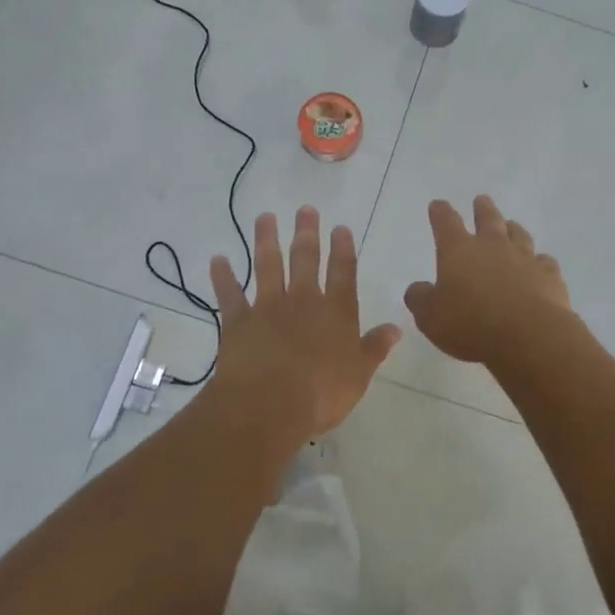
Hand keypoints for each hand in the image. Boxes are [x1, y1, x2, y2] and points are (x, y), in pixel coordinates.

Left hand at [210, 207, 400, 442]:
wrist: (269, 404)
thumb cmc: (321, 394)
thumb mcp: (359, 374)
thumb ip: (374, 348)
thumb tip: (396, 328)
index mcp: (336, 313)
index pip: (343, 273)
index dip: (343, 249)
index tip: (340, 227)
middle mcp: (303, 301)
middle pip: (306, 259)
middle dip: (307, 233)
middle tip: (305, 209)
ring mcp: (268, 307)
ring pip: (268, 266)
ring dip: (266, 240)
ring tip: (265, 217)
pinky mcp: (238, 321)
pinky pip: (229, 294)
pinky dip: (223, 277)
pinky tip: (218, 260)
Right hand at [404, 196, 573, 365]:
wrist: (529, 335)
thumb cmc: (471, 324)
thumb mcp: (431, 317)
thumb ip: (420, 300)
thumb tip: (417, 289)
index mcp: (459, 251)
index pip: (446, 223)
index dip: (440, 212)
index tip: (438, 204)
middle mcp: (492, 246)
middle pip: (488, 219)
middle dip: (482, 209)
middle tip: (481, 200)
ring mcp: (524, 258)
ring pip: (519, 234)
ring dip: (513, 228)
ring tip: (511, 225)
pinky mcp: (549, 275)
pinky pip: (544, 261)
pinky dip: (539, 261)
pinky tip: (540, 264)